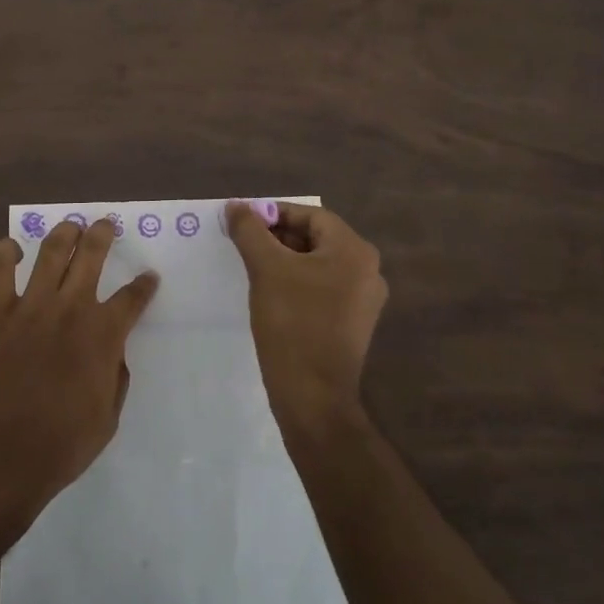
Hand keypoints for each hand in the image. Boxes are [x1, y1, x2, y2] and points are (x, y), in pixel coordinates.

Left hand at [0, 219, 158, 535]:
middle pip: (92, 255)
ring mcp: (31, 306)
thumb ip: (115, 378)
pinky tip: (11, 247)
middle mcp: (71, 309)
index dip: (144, 285)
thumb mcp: (107, 419)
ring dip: (63, 233)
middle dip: (102, 234)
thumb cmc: (59, 446)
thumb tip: (113, 354)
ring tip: (70, 225)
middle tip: (105, 224)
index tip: (148, 276)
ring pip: (51, 251)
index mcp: (103, 335)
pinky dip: (5, 253)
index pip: (132, 298)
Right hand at [225, 201, 387, 438]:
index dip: (275, 213)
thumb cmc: (292, 324)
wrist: (313, 397)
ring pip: (317, 264)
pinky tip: (270, 293)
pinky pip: (322, 289)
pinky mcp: (352, 324)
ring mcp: (363, 300)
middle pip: (316, 238)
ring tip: (251, 265)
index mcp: (355, 251)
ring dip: (284, 259)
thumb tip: (236, 206)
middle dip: (277, 236)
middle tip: (243, 242)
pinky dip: (296, 283)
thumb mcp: (266, 269)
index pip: (311, 216)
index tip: (243, 221)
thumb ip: (250, 231)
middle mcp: (367, 271)